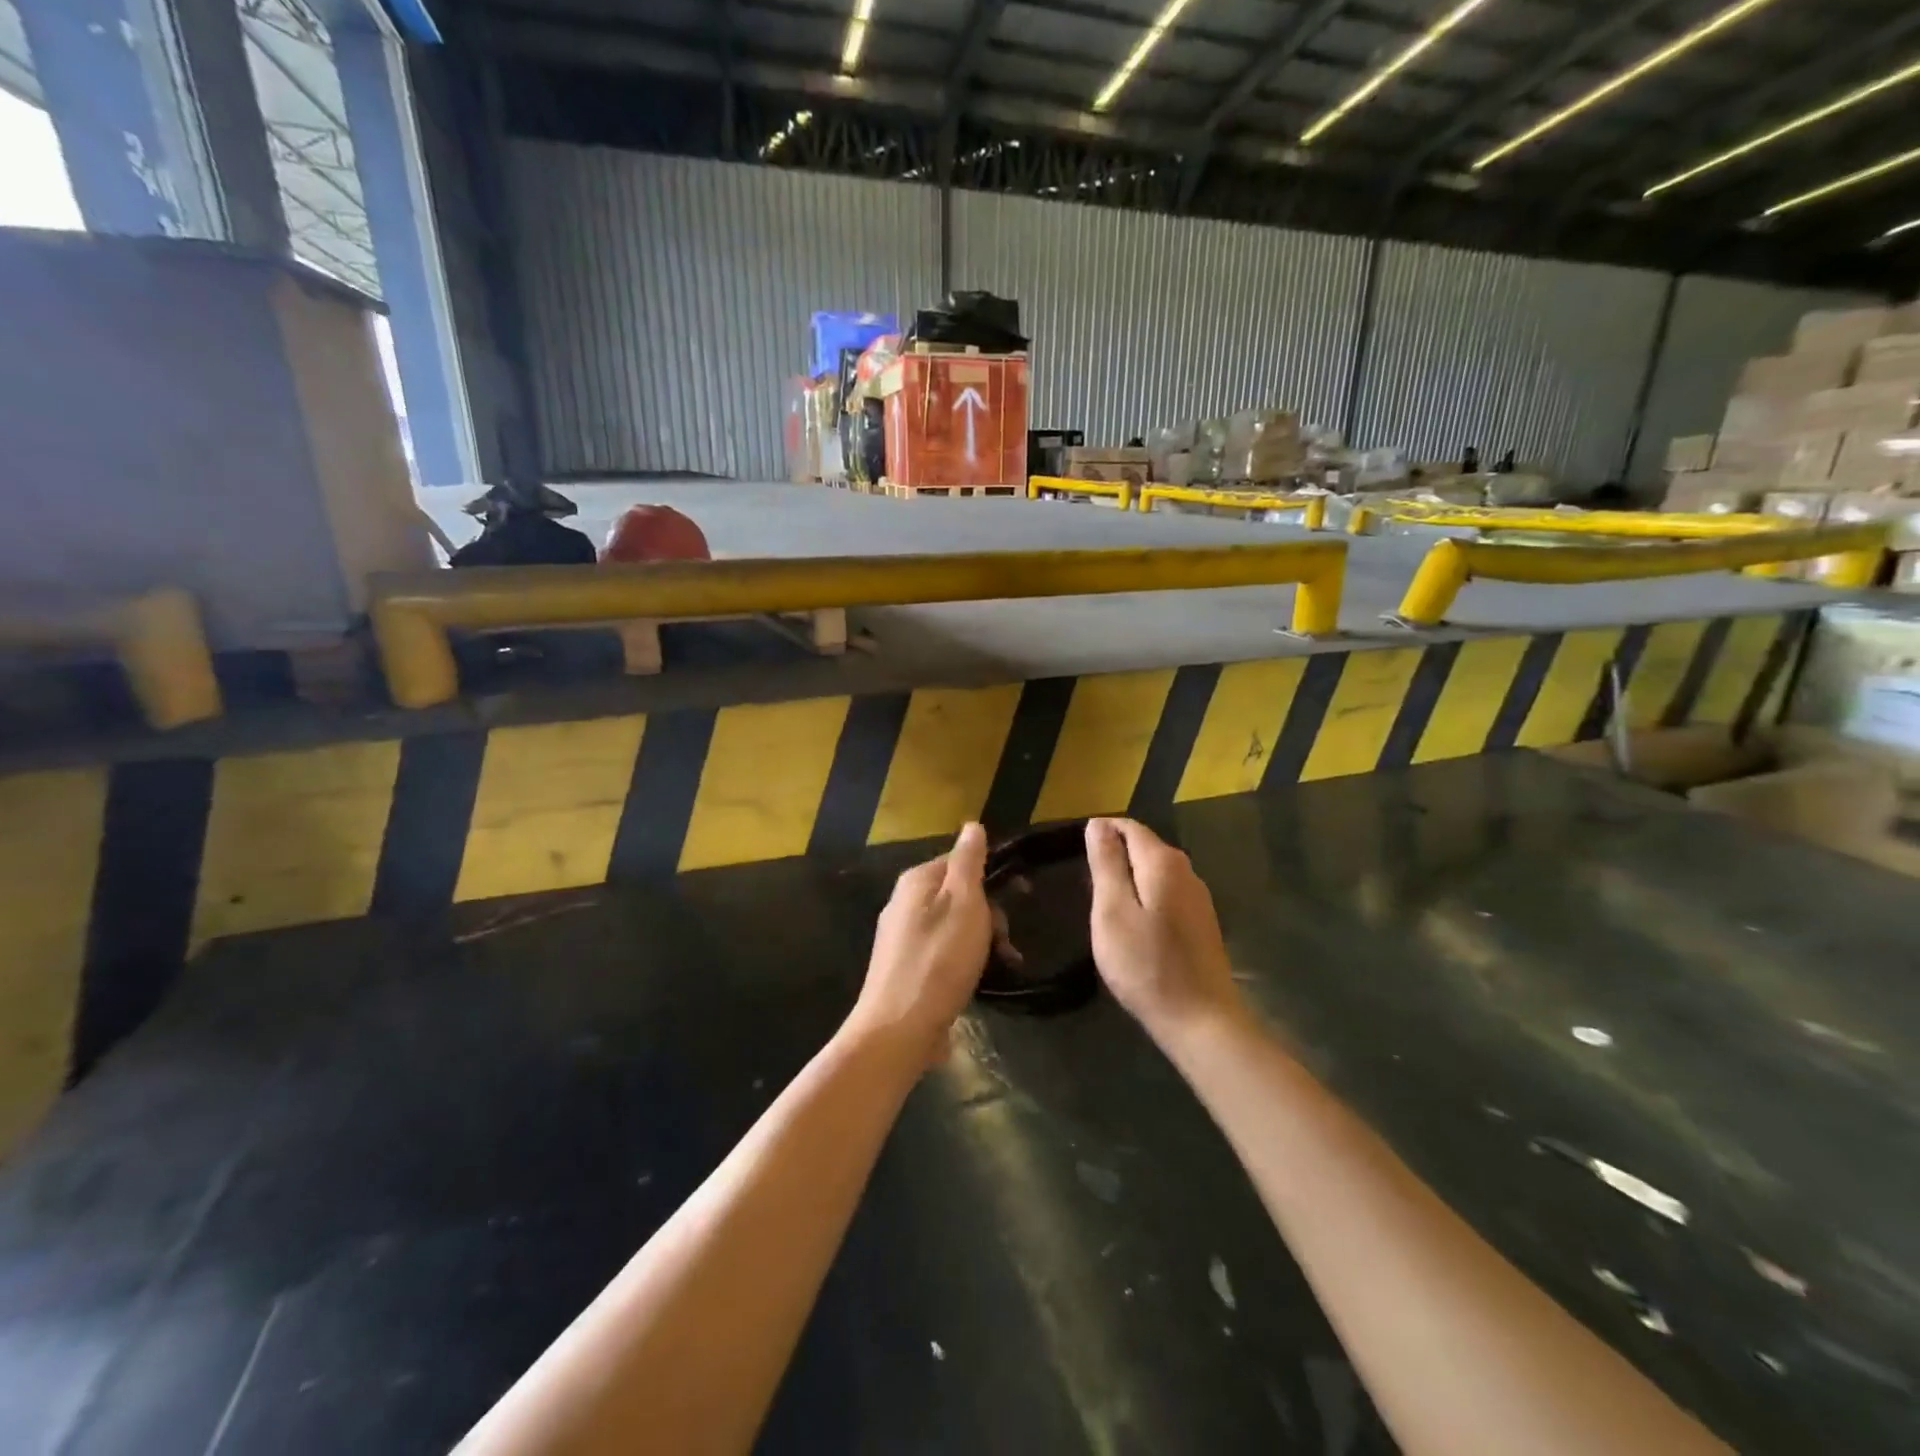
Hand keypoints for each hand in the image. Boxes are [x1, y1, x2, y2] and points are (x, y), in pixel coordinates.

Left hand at [846, 823, 992, 1064]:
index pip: (960, 860)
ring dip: (981, 942)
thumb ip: (969, 863)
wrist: (898, 1030)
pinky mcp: (904, 970)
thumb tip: (972, 825)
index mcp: (916, 881)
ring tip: (999, 966)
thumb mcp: (963, 904)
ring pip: (953, 926)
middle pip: (958, 895)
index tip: (1022, 895)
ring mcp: (901, 938)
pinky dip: (963, 963)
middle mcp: (903, 903)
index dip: (992, 875)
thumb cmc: (938, 961)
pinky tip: (975, 983)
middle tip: (1005, 942)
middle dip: (989, 915)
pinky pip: (942, 953)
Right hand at [1085, 818, 1243, 1042]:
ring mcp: (1198, 898)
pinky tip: (1132, 924)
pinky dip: (1145, 897)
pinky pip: (1166, 894)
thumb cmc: (1146, 964)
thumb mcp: (1113, 911)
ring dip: (1129, 878)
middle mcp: (1187, 871)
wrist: (1201, 1020)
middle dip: (1114, 855)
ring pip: (1156, 871)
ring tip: (1102, 903)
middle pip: (1144, 846)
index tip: (1075, 854)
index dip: (1101, 833)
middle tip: (1084, 884)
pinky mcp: (1202, 923)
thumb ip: (1106, 864)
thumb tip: (1098, 823)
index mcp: (1163, 862)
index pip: (1128, 827)